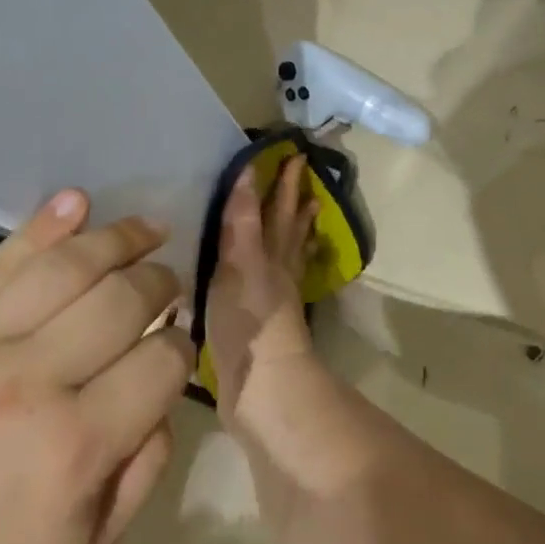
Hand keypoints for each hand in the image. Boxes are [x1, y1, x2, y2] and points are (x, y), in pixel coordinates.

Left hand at [0, 190, 195, 543]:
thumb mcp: (94, 540)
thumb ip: (148, 462)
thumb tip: (166, 382)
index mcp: (79, 443)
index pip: (161, 361)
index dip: (183, 346)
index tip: (178, 345)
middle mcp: (35, 379)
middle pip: (122, 299)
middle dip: (161, 282)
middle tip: (170, 282)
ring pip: (67, 266)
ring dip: (118, 239)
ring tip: (147, 230)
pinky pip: (1, 261)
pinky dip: (42, 226)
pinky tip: (77, 203)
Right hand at [206, 155, 319, 424]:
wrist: (262, 386)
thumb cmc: (249, 322)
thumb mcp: (240, 264)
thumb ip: (242, 222)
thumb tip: (249, 174)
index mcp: (270, 256)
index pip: (278, 211)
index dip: (283, 185)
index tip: (294, 157)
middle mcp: (276, 273)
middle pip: (287, 230)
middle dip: (292, 203)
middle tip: (303, 177)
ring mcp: (271, 301)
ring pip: (285, 256)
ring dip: (292, 234)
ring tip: (305, 216)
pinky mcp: (260, 327)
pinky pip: (272, 286)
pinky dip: (276, 271)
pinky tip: (273, 274)